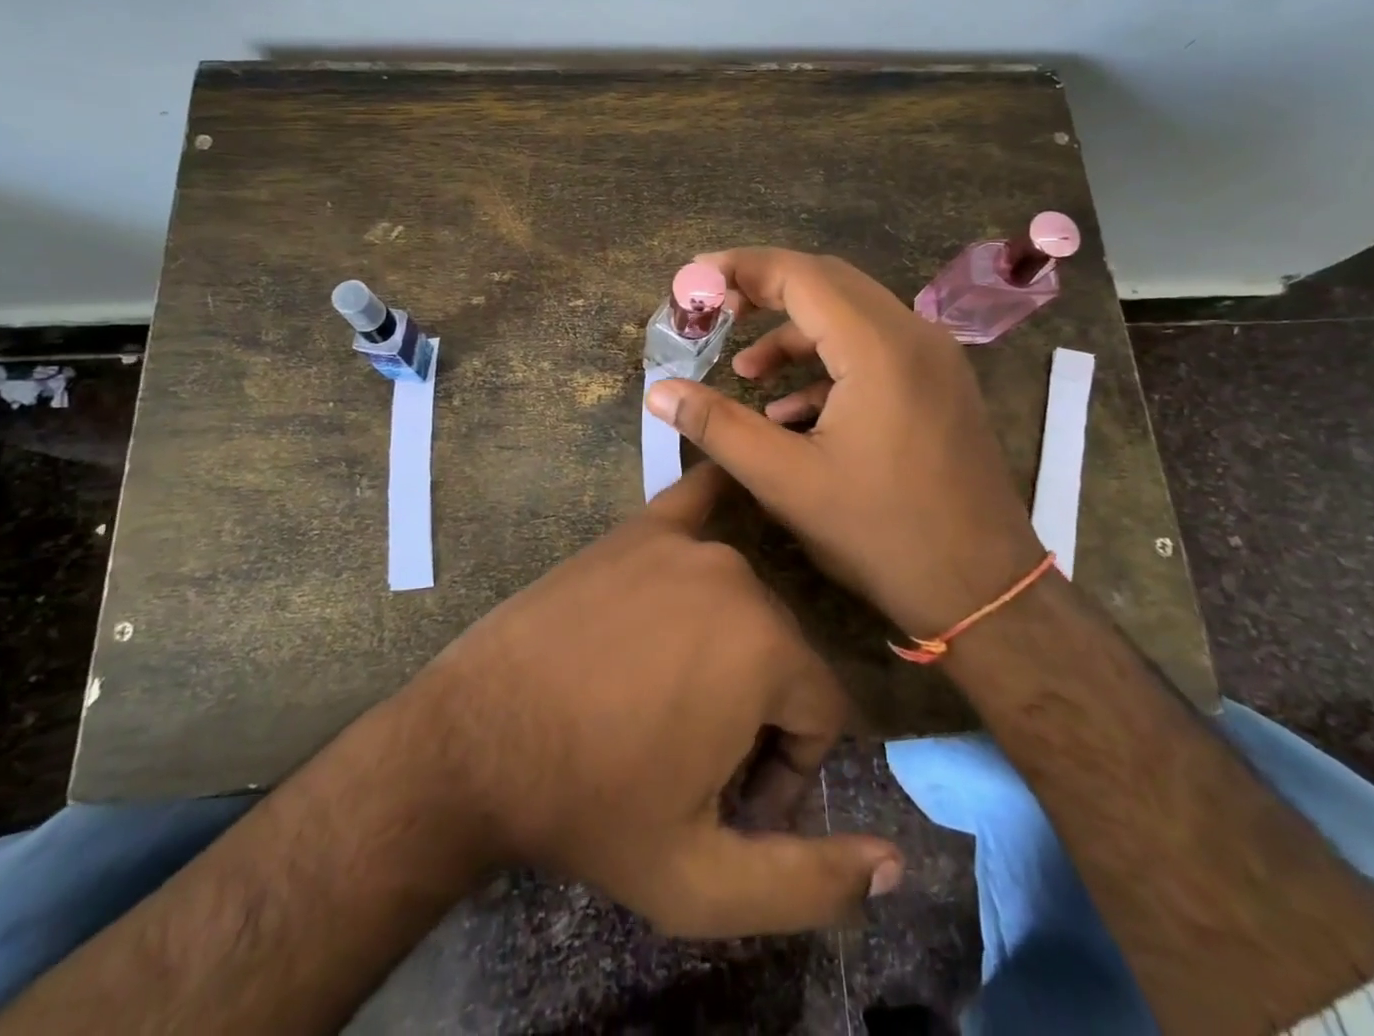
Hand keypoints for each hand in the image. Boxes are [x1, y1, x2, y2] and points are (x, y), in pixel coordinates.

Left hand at [400, 462, 902, 937]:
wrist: (476, 741)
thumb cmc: (592, 808)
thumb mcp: (702, 882)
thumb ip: (810, 882)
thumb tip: (897, 862)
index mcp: (767, 649)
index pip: (824, 711)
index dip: (792, 769)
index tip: (738, 802)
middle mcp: (737, 577)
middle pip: (785, 653)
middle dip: (760, 715)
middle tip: (699, 761)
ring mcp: (684, 543)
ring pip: (747, 603)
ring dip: (731, 654)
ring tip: (672, 700)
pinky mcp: (637, 530)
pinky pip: (699, 500)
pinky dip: (721, 499)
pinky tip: (730, 489)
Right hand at [644, 248, 1044, 640]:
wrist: (986, 592)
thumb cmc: (882, 534)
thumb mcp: (787, 481)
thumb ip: (718, 427)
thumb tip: (658, 391)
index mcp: (879, 347)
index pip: (801, 274)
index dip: (741, 269)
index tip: (692, 280)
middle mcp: (914, 336)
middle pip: (829, 284)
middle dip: (765, 291)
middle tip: (713, 310)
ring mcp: (935, 360)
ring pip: (853, 318)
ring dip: (795, 334)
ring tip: (745, 372)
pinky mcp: (939, 386)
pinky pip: (875, 353)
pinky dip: (828, 366)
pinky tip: (793, 411)